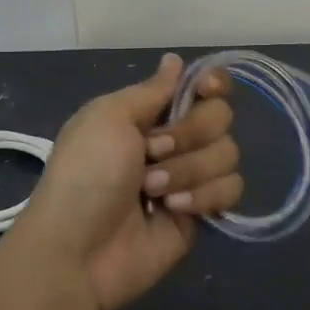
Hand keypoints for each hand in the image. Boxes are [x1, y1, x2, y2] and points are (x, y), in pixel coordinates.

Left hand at [5, 55, 242, 309]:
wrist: (79, 249)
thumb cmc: (86, 173)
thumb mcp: (108, 117)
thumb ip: (151, 90)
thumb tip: (175, 59)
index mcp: (150, 113)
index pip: (202, 86)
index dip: (212, 84)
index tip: (205, 90)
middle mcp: (175, 140)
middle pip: (220, 117)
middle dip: (189, 133)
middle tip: (152, 152)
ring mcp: (190, 177)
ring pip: (228, 154)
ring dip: (188, 170)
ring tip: (151, 191)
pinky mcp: (202, 214)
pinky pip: (230, 190)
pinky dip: (203, 196)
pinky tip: (171, 210)